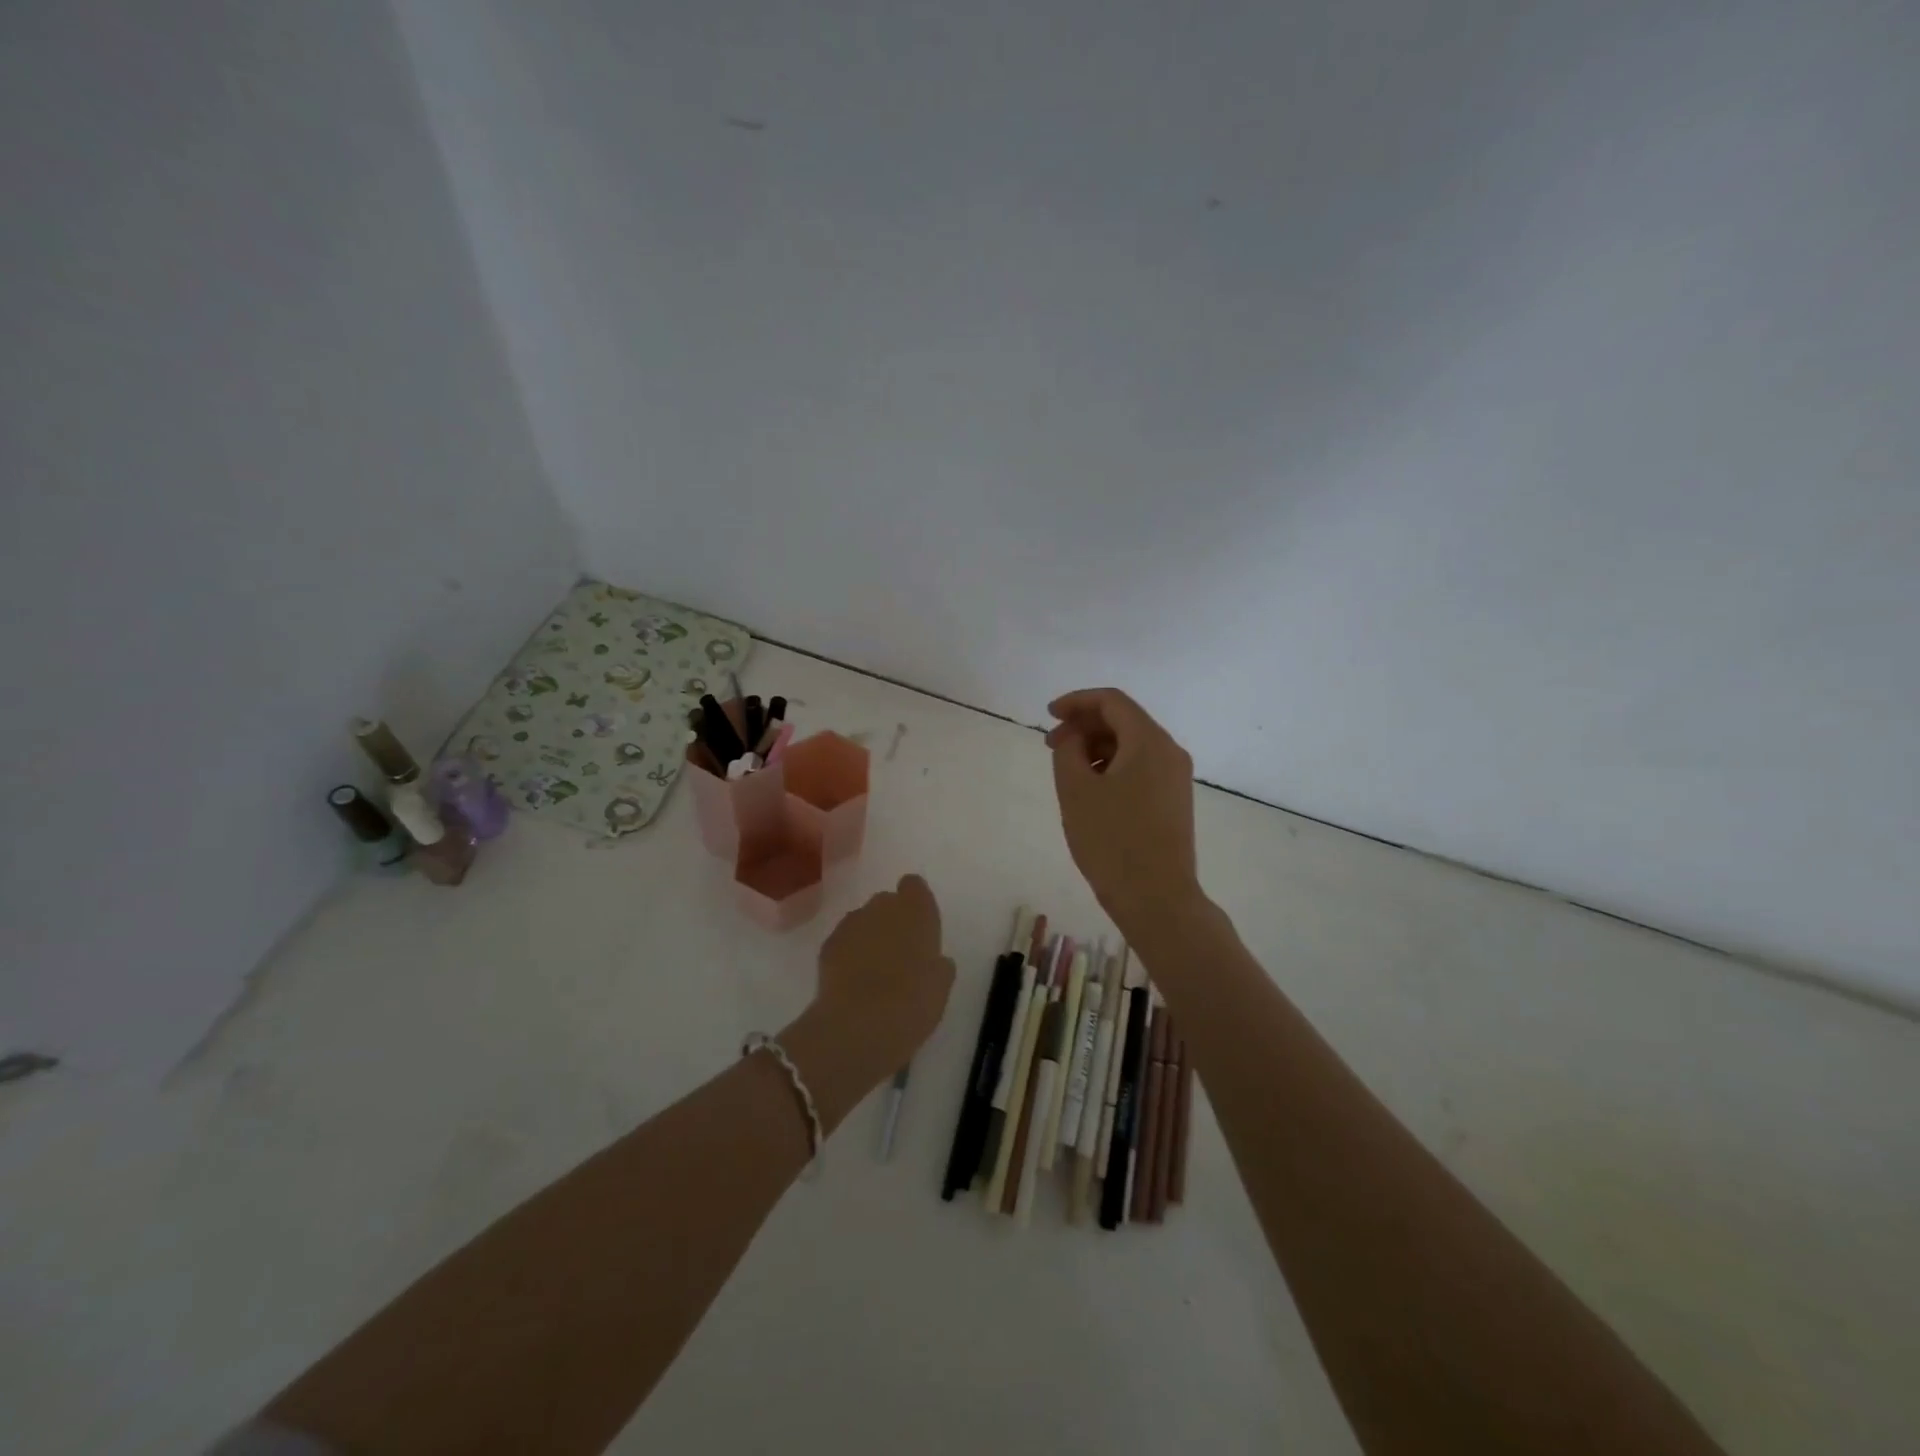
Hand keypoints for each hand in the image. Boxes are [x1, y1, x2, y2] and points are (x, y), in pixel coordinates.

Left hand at [780, 876, 955, 1127]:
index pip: (914, 886)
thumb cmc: (912, 1002)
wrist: (859, 1025)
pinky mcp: (827, 944)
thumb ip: (938, 965)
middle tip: (899, 955)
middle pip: (886, 903)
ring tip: (873, 973)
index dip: (915, 903)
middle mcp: (882, 907)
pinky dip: (848, 955)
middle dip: (891, 921)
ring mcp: (851, 923)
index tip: (918, 927)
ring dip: (868, 938)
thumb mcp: (940, 986)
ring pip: (862, 921)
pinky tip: (852, 983)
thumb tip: (934, 961)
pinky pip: (843, 942)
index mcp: (916, 910)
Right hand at [1046, 688, 1200, 926]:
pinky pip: (1141, 767)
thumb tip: (1074, 738)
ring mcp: (1176, 778)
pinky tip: (1092, 789)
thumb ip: (1069, 751)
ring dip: (1097, 747)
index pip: (1112, 701)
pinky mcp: (1174, 801)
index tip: (1048, 715)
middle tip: (1051, 746)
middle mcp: (1169, 752)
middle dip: (1085, 725)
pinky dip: (1113, 766)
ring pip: (1132, 745)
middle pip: (1124, 720)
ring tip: (1068, 770)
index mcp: (1149, 742)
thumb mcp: (1076, 790)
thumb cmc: (1111, 840)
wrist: (1156, 898)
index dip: (1077, 701)